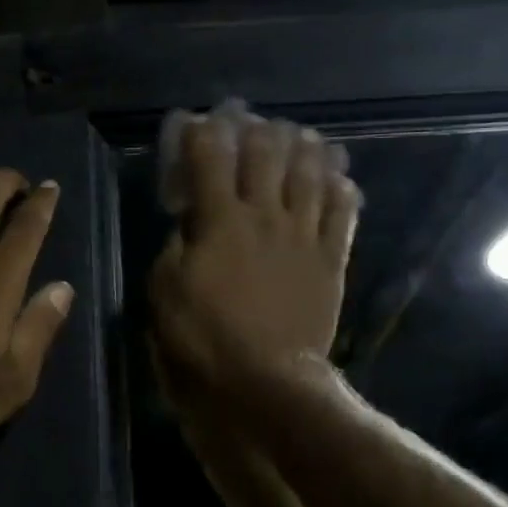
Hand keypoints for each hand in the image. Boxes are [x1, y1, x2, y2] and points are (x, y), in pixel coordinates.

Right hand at [150, 115, 360, 402]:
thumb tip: (189, 223)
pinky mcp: (331, 260)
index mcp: (220, 220)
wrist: (266, 383)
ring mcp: (304, 235)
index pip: (211, 157)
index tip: (197, 124)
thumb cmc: (204, 340)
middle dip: (256, 129)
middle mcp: (266, 215)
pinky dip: (342, 189)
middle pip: (267, 152)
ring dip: (305, 147)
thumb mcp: (164, 292)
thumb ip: (176, 247)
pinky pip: (343, 213)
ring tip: (300, 136)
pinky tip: (338, 178)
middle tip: (250, 124)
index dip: (203, 132)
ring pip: (311, 173)